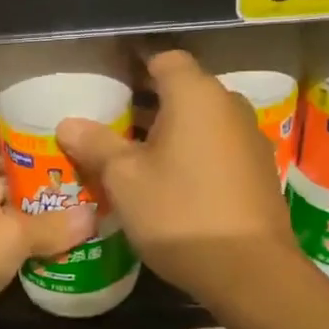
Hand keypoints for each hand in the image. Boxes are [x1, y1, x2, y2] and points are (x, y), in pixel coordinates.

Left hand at [0, 120, 95, 327]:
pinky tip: (57, 236)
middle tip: (79, 165)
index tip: (53, 129)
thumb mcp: (12, 238)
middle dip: (36, 164)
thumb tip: (93, 216)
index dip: (15, 124)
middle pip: (0, 163)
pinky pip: (1, 227)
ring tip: (77, 198)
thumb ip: (53, 226)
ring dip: (33, 200)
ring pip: (3, 198)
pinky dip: (24, 229)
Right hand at [57, 50, 298, 301]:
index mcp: (196, 95)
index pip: (164, 58)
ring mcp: (250, 137)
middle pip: (184, 88)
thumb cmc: (179, 213)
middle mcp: (229, 105)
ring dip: (172, 128)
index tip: (109, 82)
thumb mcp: (125, 180)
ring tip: (135, 154)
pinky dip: (194, 150)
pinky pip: (219, 144)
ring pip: (202, 119)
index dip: (135, 65)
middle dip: (148, 101)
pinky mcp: (259, 169)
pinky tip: (172, 180)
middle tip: (112, 122)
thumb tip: (68, 123)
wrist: (250, 271)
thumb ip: (96, 145)